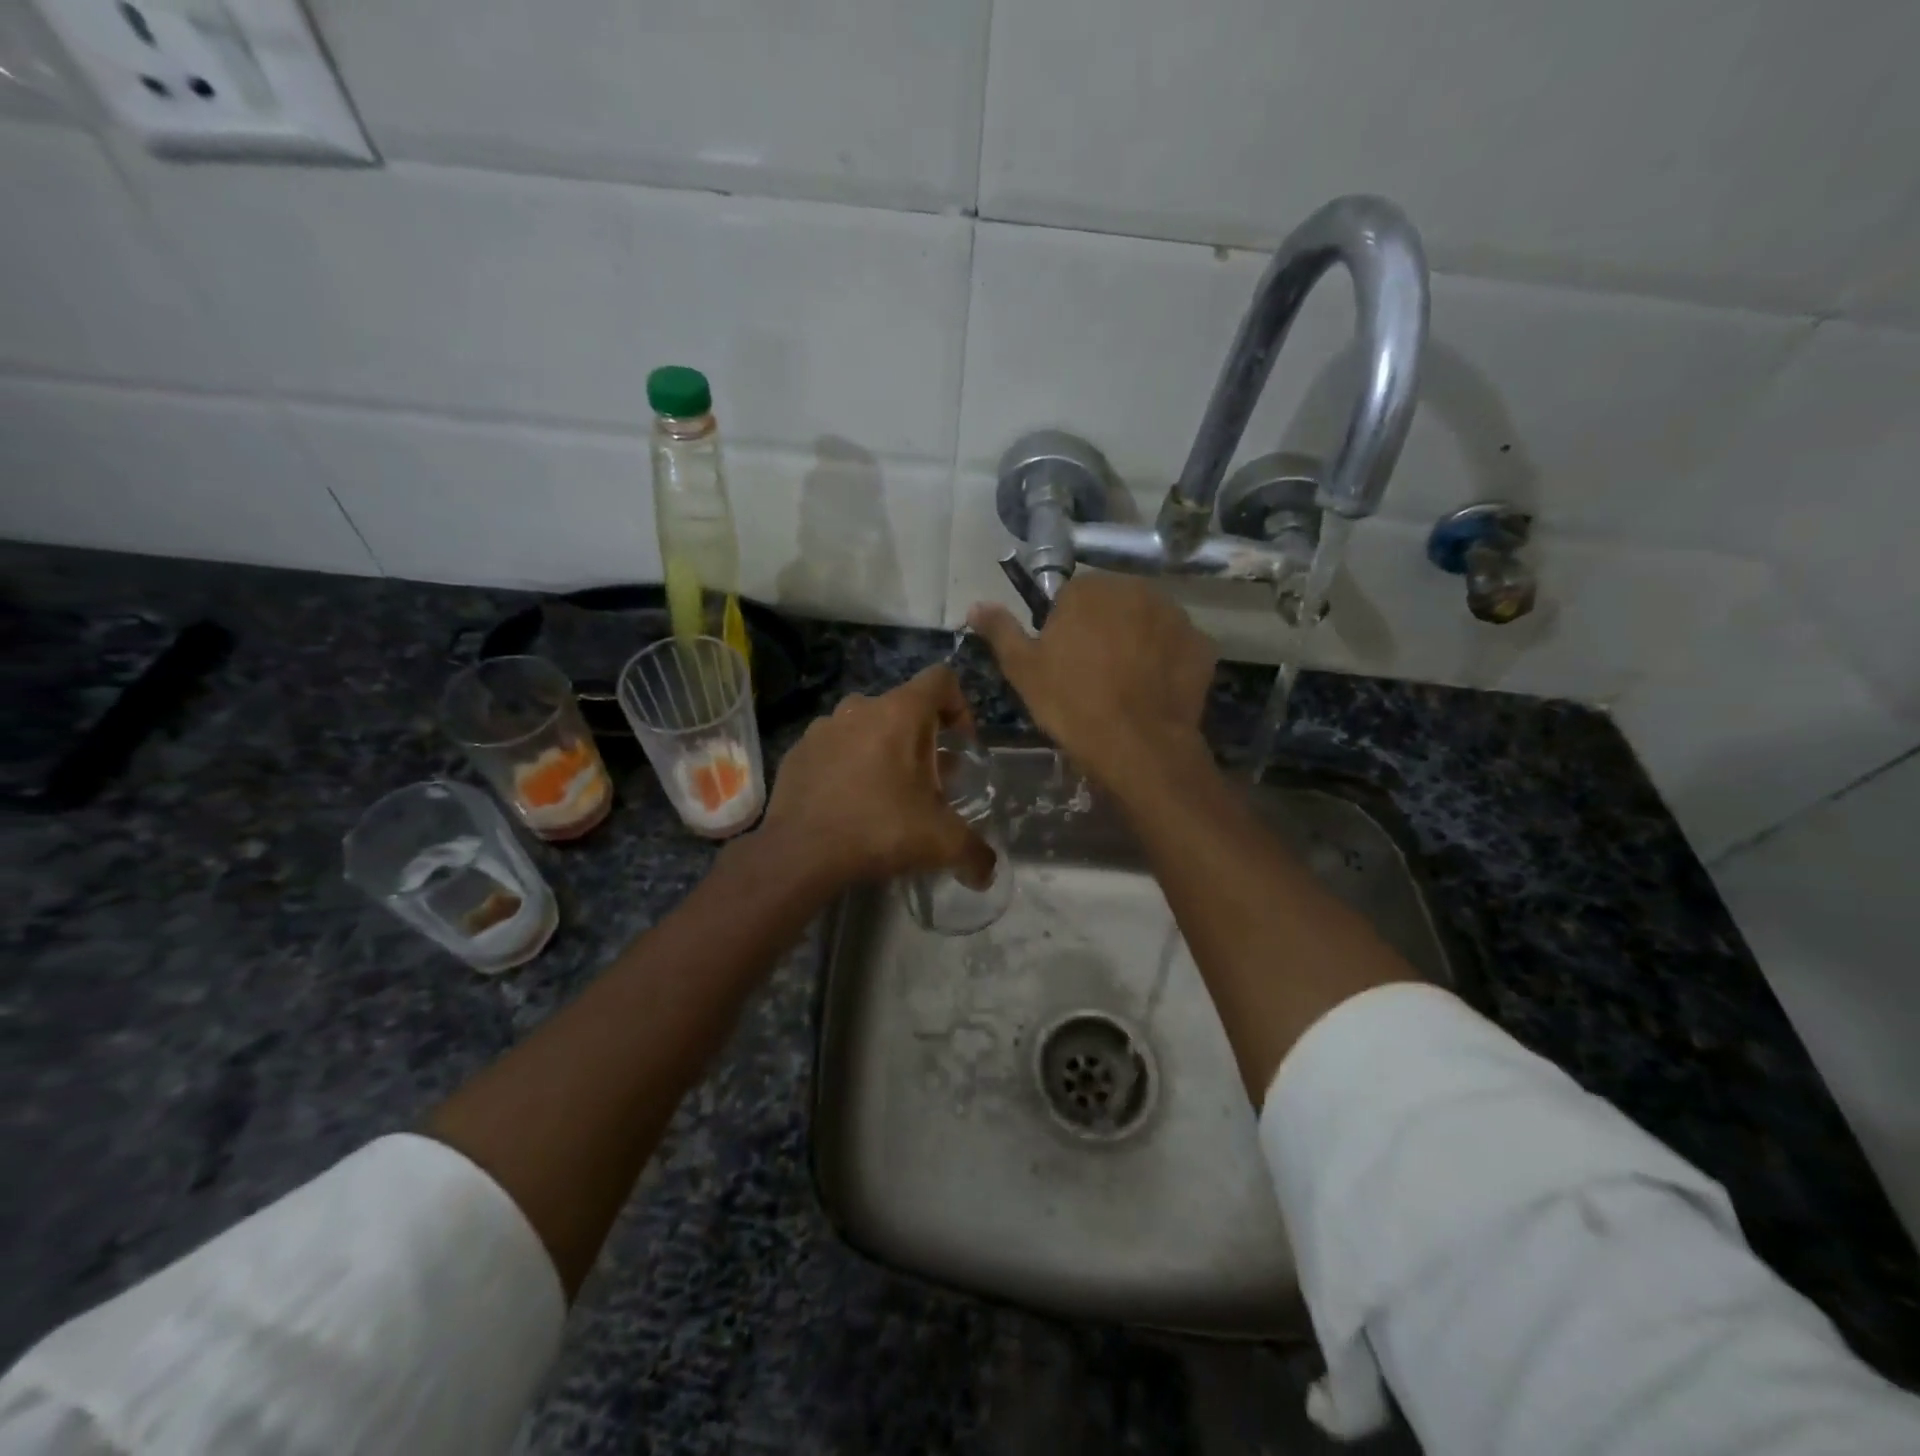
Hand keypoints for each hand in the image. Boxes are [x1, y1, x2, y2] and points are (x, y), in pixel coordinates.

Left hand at [759, 665, 995, 889]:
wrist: (800, 853)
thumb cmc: (879, 829)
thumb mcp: (940, 841)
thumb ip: (974, 852)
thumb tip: (988, 871)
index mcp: (900, 712)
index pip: (941, 679)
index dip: (959, 706)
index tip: (960, 745)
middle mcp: (860, 707)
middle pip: (904, 707)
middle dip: (921, 738)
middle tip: (928, 781)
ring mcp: (823, 726)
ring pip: (866, 726)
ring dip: (883, 749)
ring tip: (887, 792)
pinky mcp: (797, 751)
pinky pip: (833, 747)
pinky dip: (847, 765)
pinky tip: (849, 803)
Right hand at [969, 575, 1216, 786]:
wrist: (1137, 746)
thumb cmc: (1072, 703)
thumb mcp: (1023, 669)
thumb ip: (1000, 630)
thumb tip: (975, 605)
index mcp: (1090, 589)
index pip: (1071, 597)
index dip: (1064, 630)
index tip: (1063, 663)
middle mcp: (1137, 589)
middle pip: (1112, 605)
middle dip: (1103, 631)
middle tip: (1093, 675)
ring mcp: (1176, 616)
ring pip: (1147, 623)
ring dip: (1137, 643)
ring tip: (1126, 686)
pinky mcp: (1202, 646)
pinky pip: (1176, 647)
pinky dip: (1166, 662)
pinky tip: (1153, 692)